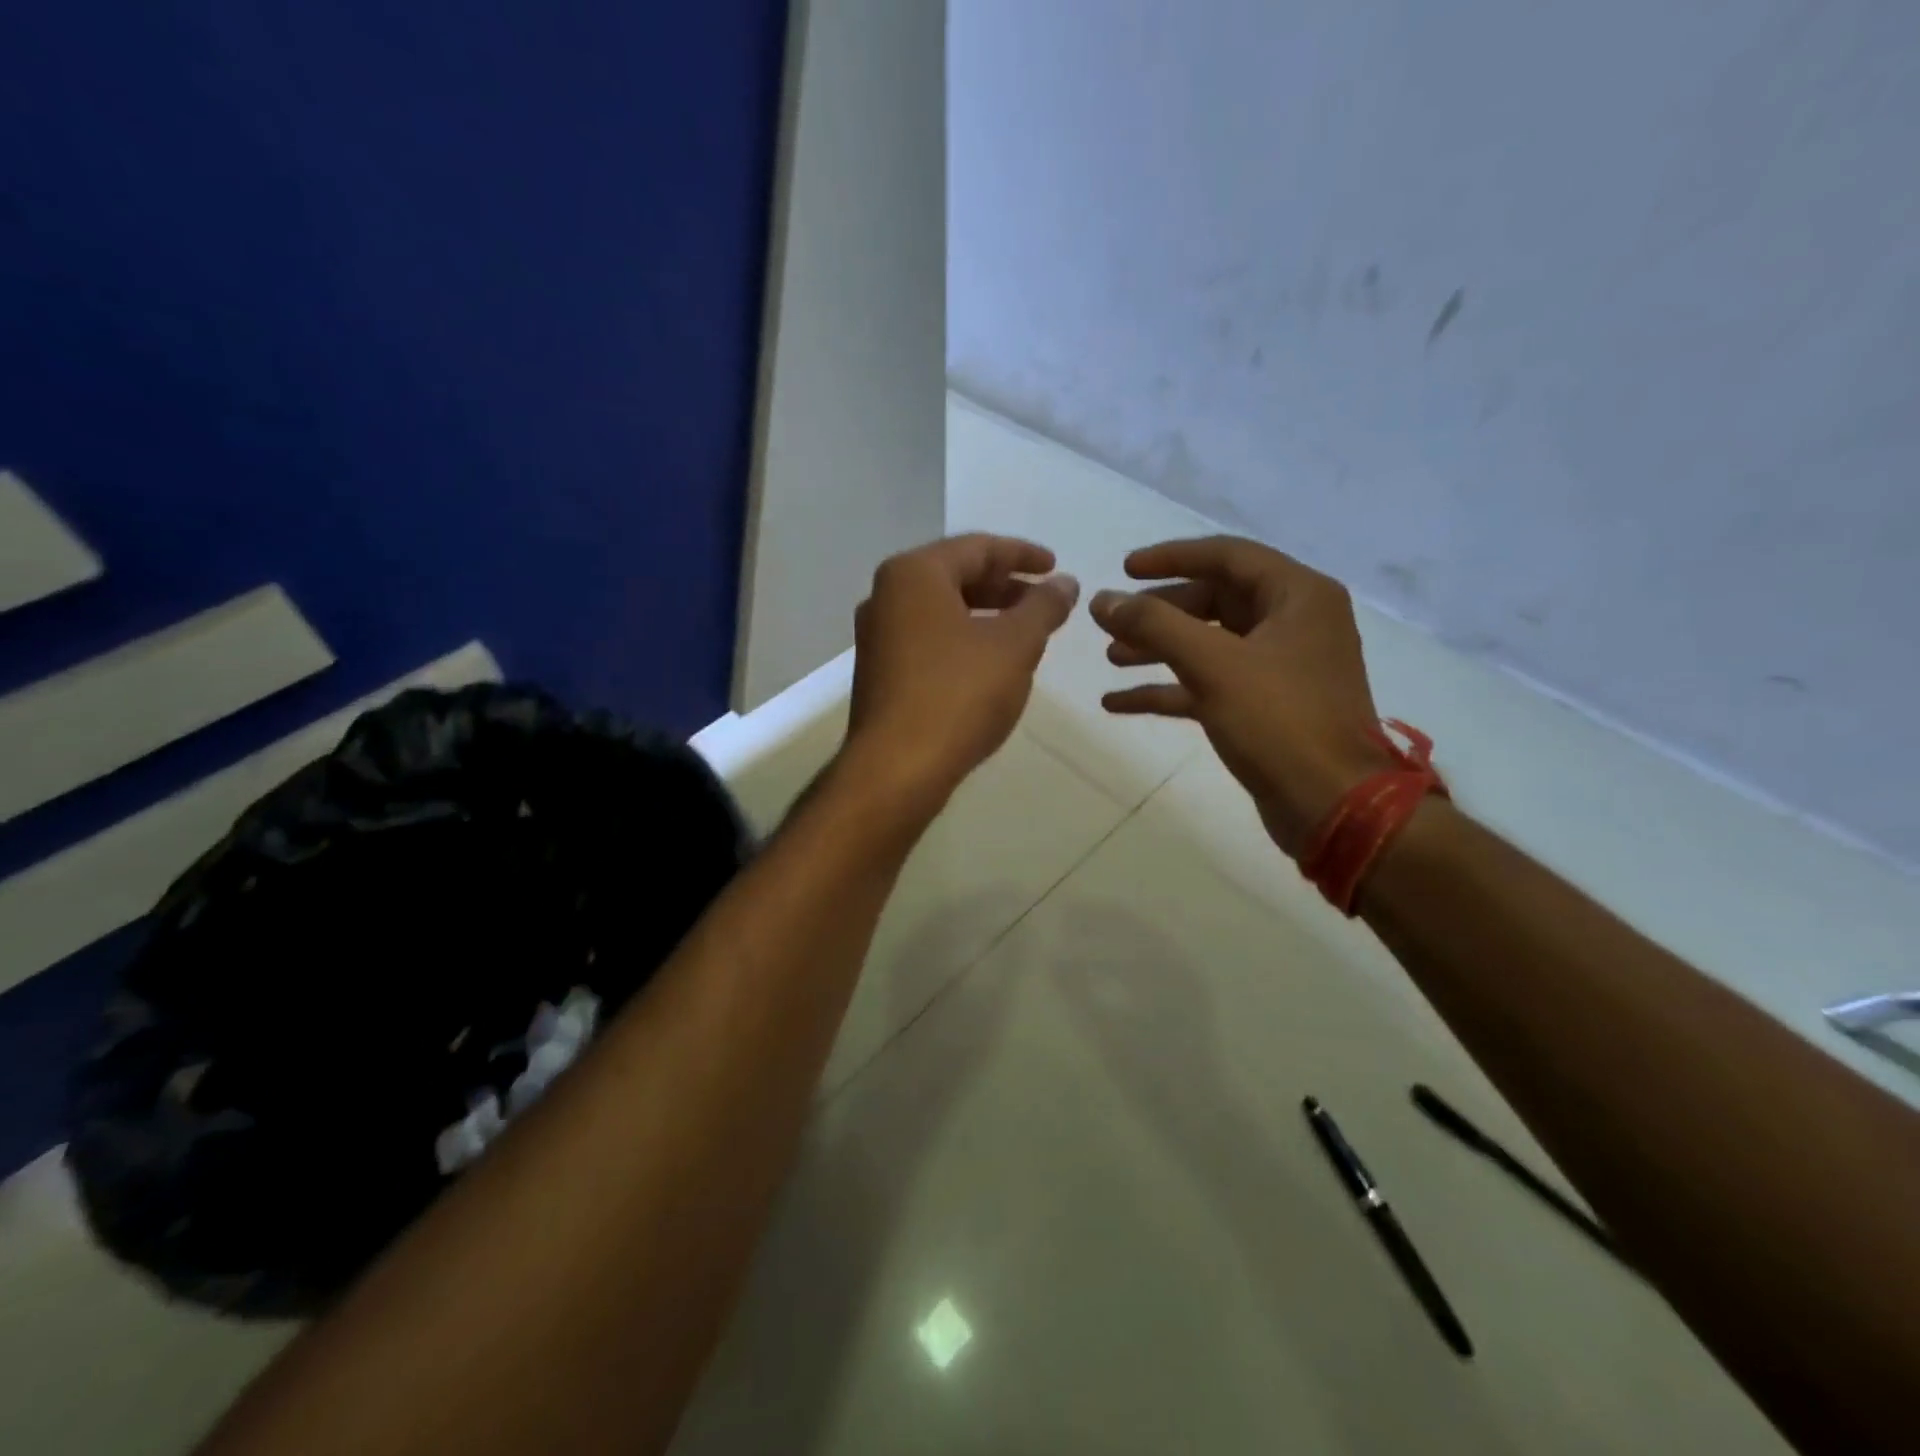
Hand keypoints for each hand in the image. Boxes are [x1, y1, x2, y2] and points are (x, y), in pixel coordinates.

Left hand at [845, 534, 1078, 812]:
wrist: (897, 768)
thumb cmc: (958, 694)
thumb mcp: (1014, 645)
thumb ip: (1043, 607)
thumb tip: (1064, 583)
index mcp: (914, 574)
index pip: (977, 547)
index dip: (1023, 555)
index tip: (1056, 568)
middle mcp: (886, 596)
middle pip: (955, 575)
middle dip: (1004, 585)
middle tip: (1043, 601)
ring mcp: (877, 636)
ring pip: (941, 610)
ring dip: (985, 614)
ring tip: (1024, 632)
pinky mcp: (880, 672)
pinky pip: (928, 638)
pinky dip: (963, 638)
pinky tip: (990, 663)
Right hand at [1090, 536, 1390, 856]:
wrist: (1332, 806)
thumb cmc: (1279, 721)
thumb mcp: (1212, 664)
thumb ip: (1153, 625)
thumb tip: (1102, 599)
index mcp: (1298, 596)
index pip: (1227, 556)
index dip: (1171, 557)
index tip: (1124, 568)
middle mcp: (1294, 623)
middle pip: (1215, 600)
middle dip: (1159, 613)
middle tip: (1112, 623)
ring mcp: (1280, 667)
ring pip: (1209, 644)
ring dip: (1159, 649)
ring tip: (1110, 658)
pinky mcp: (1265, 707)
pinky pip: (1209, 684)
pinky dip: (1168, 689)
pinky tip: (1118, 703)